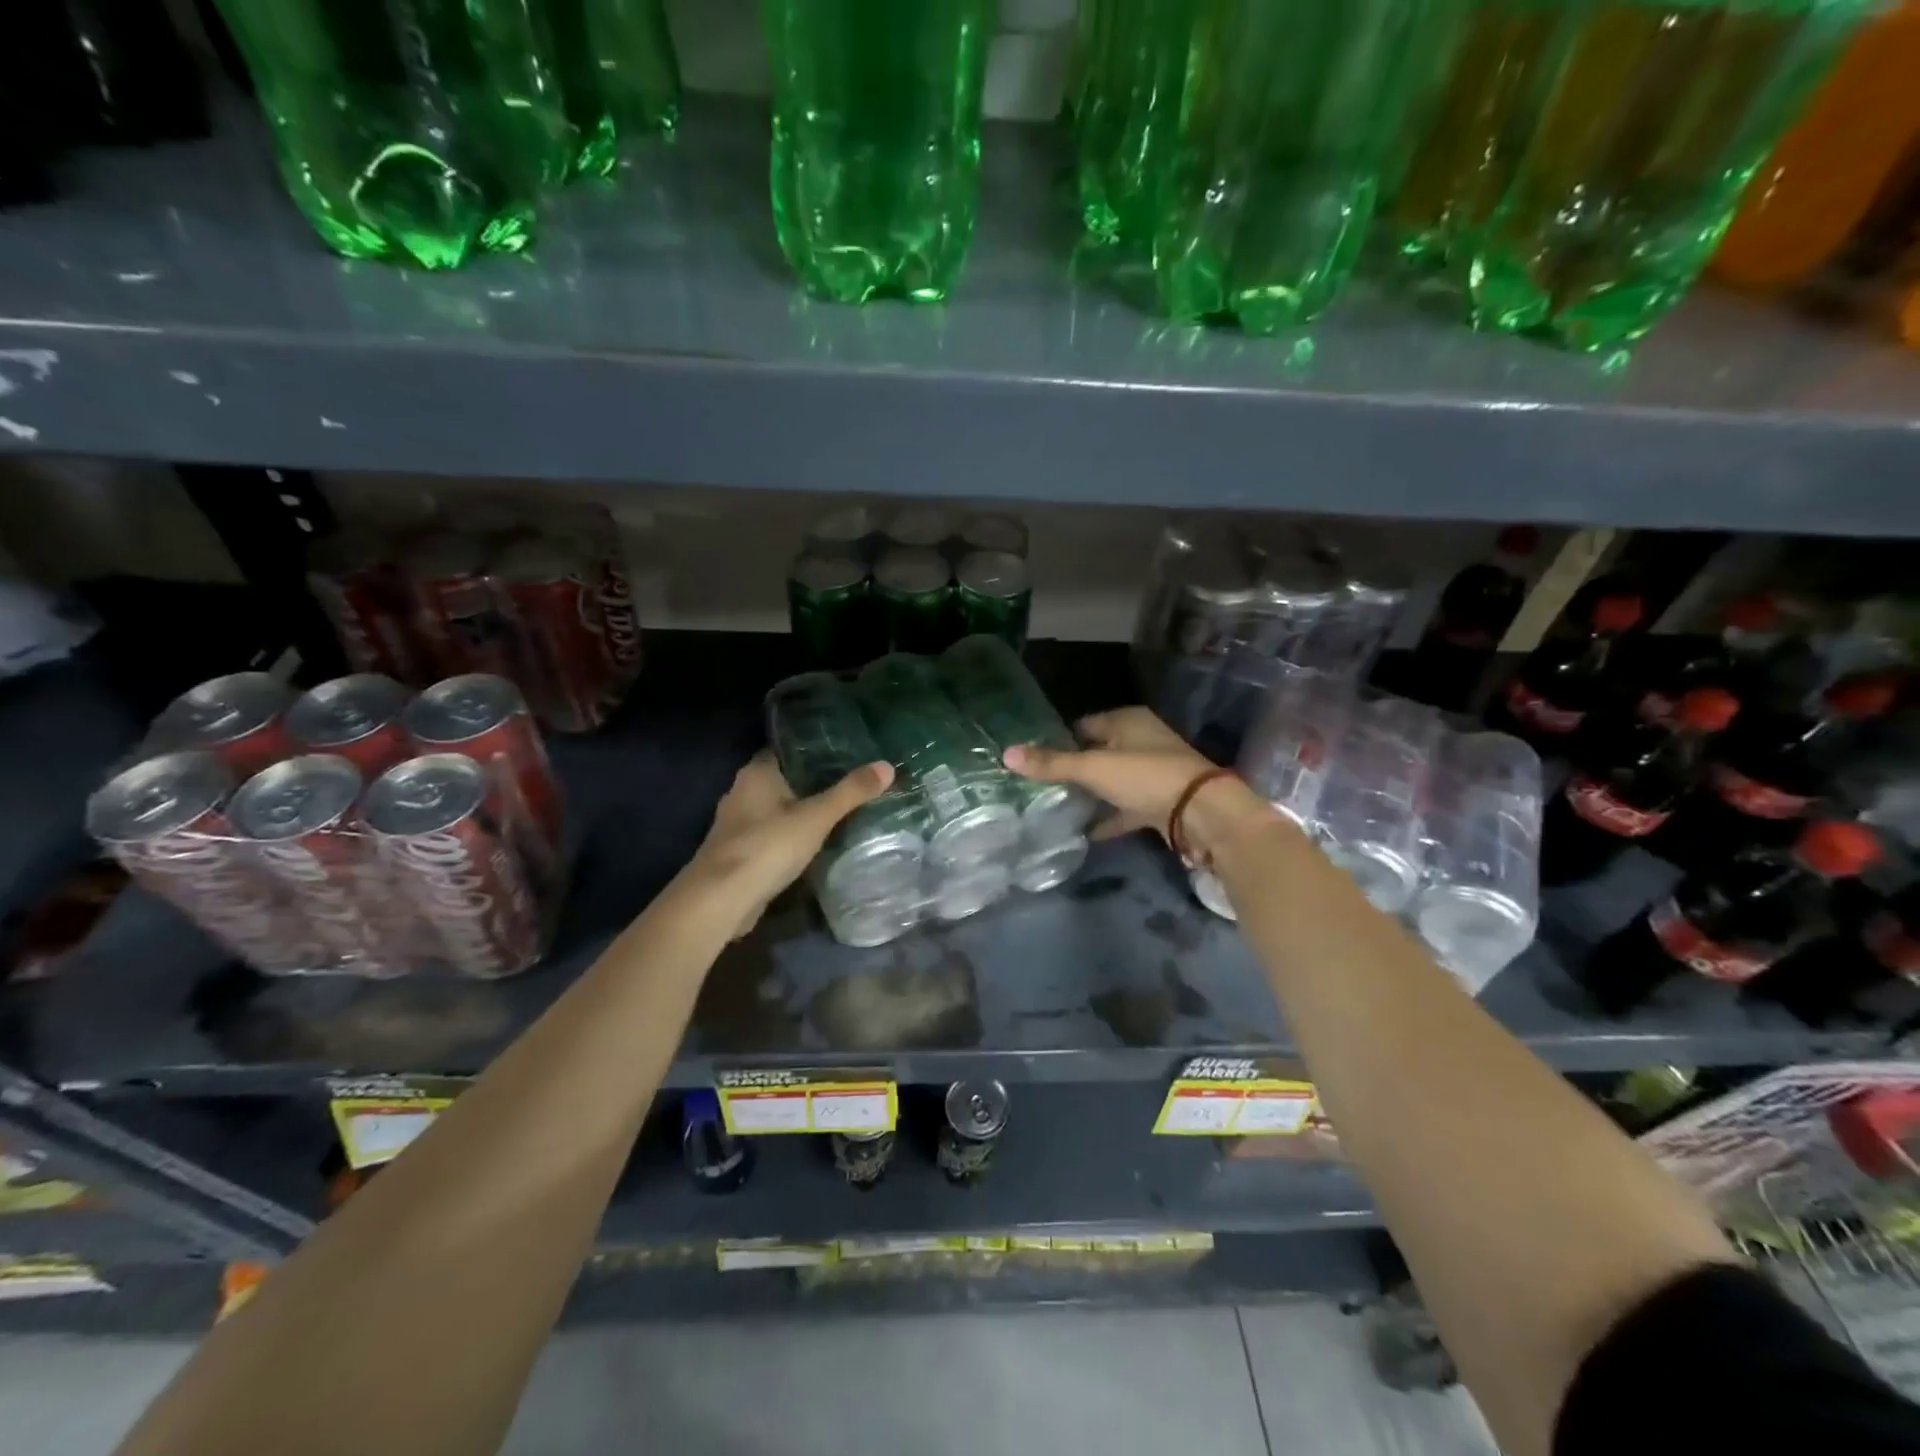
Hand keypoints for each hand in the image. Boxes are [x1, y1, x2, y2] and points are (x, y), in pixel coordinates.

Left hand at [689, 752, 892, 936]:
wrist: (720, 900)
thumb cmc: (767, 847)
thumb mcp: (816, 817)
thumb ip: (850, 792)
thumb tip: (887, 766)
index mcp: (756, 773)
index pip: (788, 749)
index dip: (816, 749)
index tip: (847, 752)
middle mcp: (742, 792)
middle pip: (785, 779)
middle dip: (814, 782)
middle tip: (852, 781)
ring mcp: (738, 824)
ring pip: (777, 809)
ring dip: (802, 811)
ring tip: (840, 811)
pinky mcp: (739, 852)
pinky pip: (772, 834)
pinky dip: (791, 836)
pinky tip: (815, 842)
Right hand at [1003, 706, 1271, 860]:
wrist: (1202, 813)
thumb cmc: (1146, 776)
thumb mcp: (1093, 768)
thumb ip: (1051, 763)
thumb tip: (1006, 754)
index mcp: (1128, 721)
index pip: (1084, 724)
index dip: (1058, 738)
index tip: (1032, 756)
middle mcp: (1141, 741)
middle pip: (1097, 753)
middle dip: (1071, 767)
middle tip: (1037, 784)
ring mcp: (1153, 773)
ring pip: (1112, 781)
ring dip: (1090, 793)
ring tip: (1054, 806)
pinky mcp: (1159, 803)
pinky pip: (1125, 809)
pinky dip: (1108, 818)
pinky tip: (1084, 832)